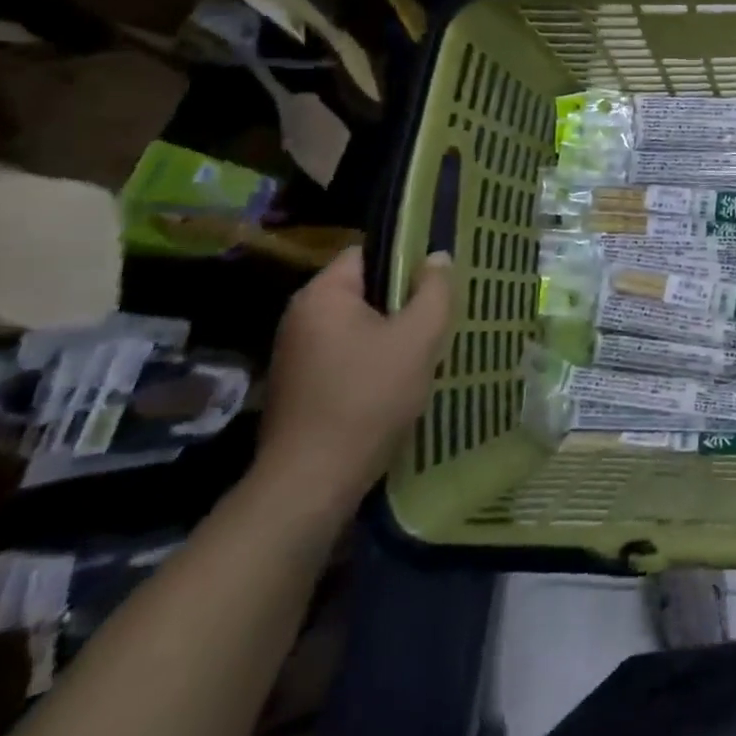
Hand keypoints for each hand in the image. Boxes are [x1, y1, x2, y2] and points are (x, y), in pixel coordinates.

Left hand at [252, 247, 450, 523]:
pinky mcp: (300, 387)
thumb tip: (437, 257)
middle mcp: (300, 317)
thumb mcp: (418, 337)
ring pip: (358, 326)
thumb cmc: (368, 397)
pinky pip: (346, 355)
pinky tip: (399, 380)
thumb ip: (434, 290)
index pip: (367, 253)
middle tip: (440, 315)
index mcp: (322, 295)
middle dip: (403, 300)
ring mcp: (295, 355)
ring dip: (391, 333)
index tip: (438, 279)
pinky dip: (372, 360)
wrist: (312, 483)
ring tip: (426, 348)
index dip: (405, 259)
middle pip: (364, 290)